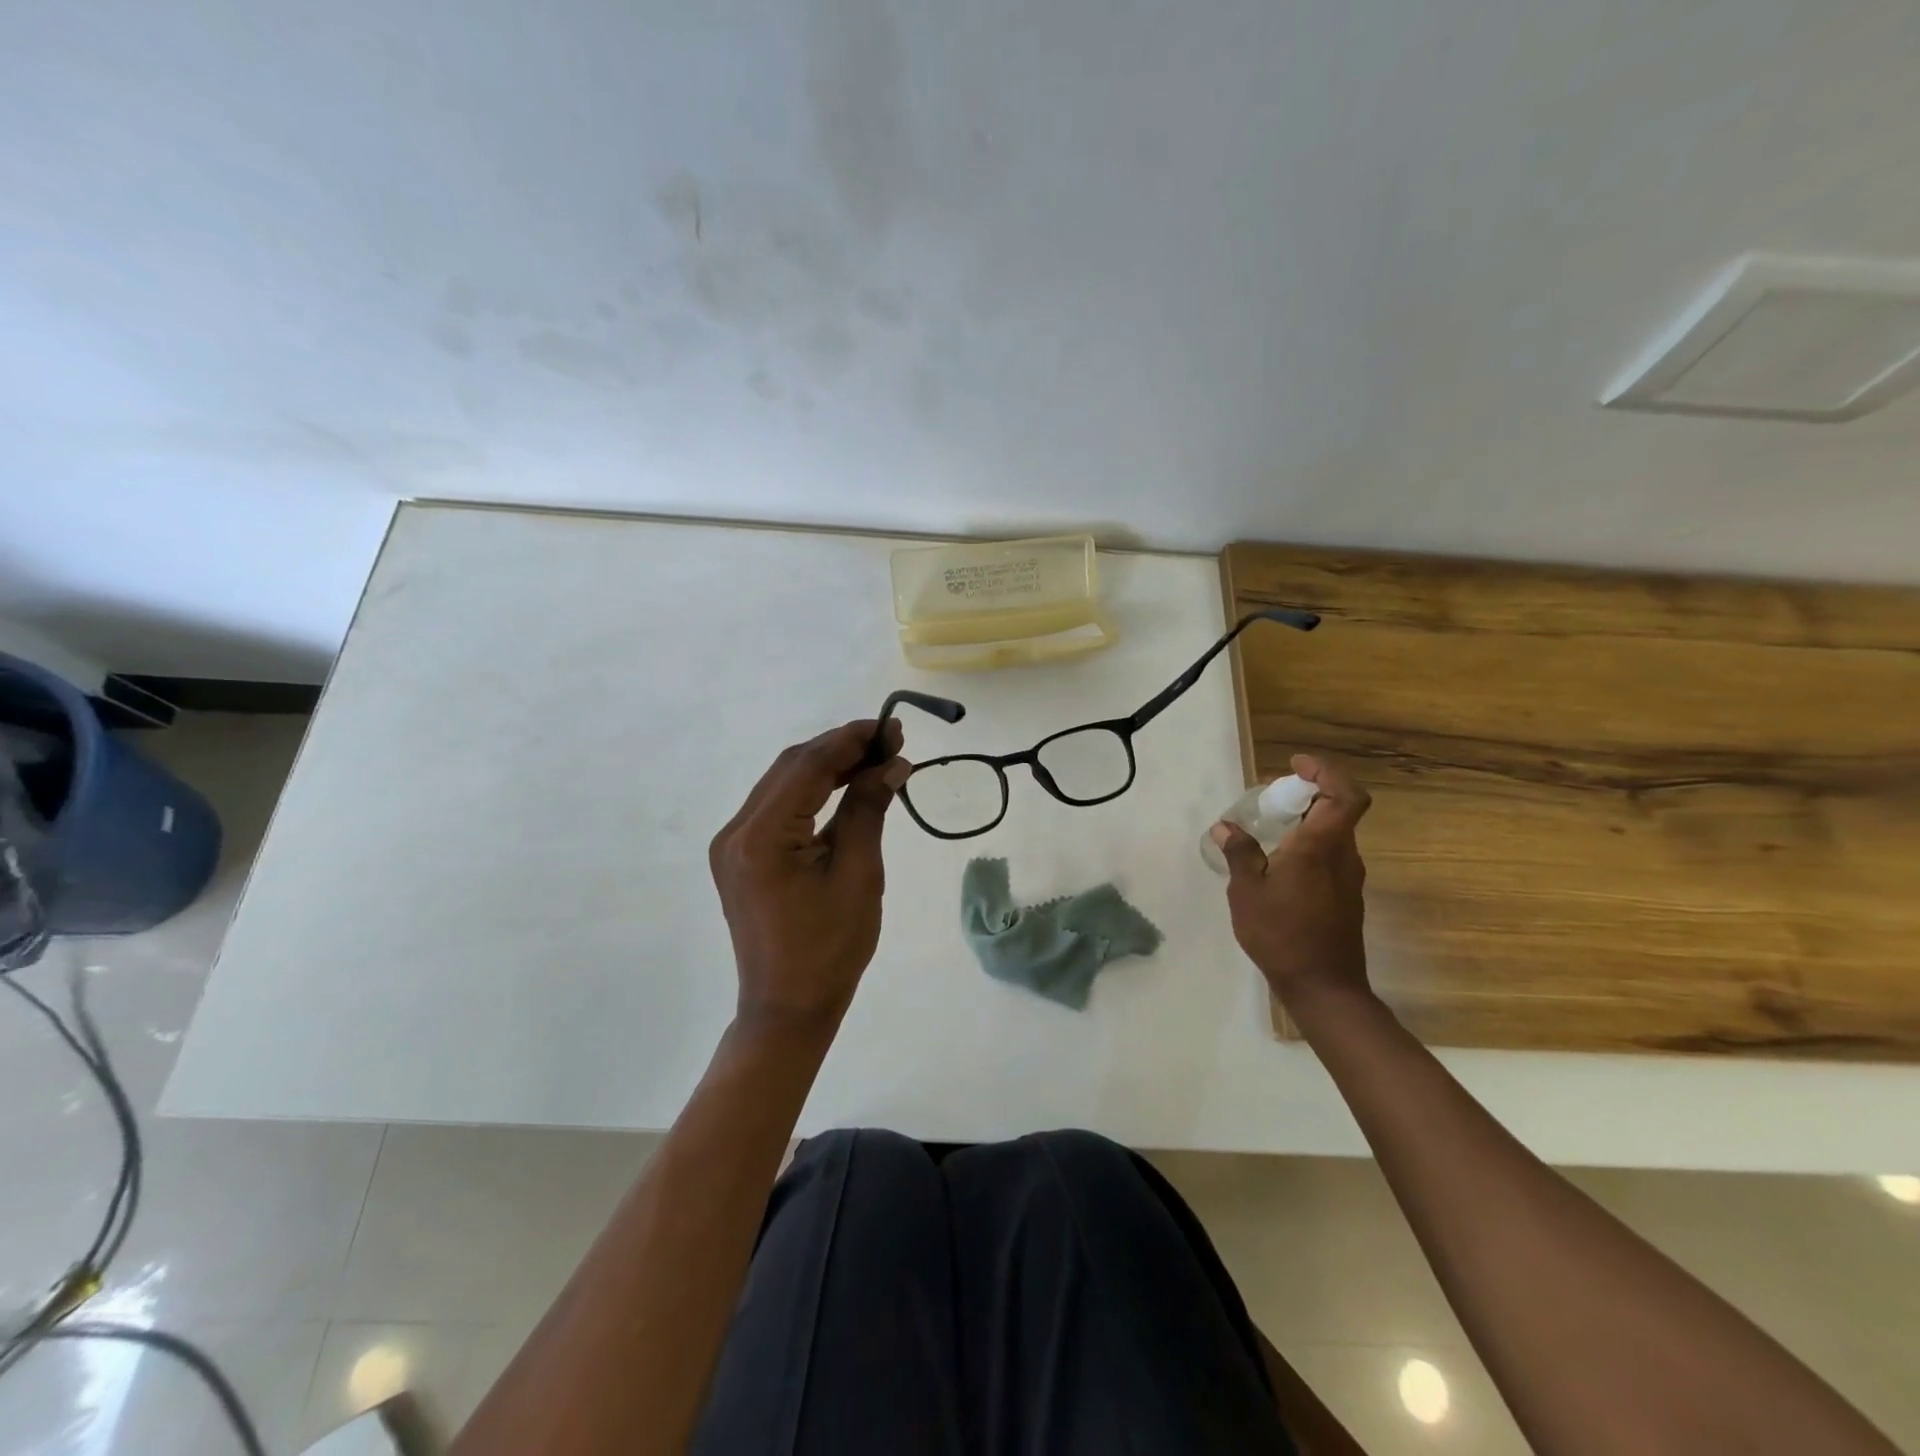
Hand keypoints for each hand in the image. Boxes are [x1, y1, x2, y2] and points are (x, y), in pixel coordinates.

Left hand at [709, 719, 911, 1031]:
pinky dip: (812, 793)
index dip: (851, 741)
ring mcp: (733, 844)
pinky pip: (778, 808)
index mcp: (761, 837)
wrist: (788, 1008)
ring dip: (827, 768)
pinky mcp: (740, 856)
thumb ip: (868, 810)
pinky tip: (845, 787)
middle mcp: (736, 832)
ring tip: (875, 759)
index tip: (892, 728)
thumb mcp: (858, 875)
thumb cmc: (830, 949)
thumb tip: (892, 764)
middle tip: (889, 742)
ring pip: (783, 784)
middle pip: (791, 769)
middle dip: (840, 749)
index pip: (807, 768)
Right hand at [1210, 754, 1373, 1008]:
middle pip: (1338, 809)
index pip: (1344, 795)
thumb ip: (1239, 854)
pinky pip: (1331, 854)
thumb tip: (1225, 826)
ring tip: (1271, 827)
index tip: (1296, 766)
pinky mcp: (1346, 895)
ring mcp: (1348, 877)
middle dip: (1309, 792)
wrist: (1324, 987)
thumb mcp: (1247, 892)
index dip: (1326, 772)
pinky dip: (1310, 842)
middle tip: (1273, 795)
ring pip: (1335, 832)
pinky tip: (1280, 862)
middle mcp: (1343, 856)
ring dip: (1308, 819)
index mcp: (1320, 848)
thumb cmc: (1281, 935)